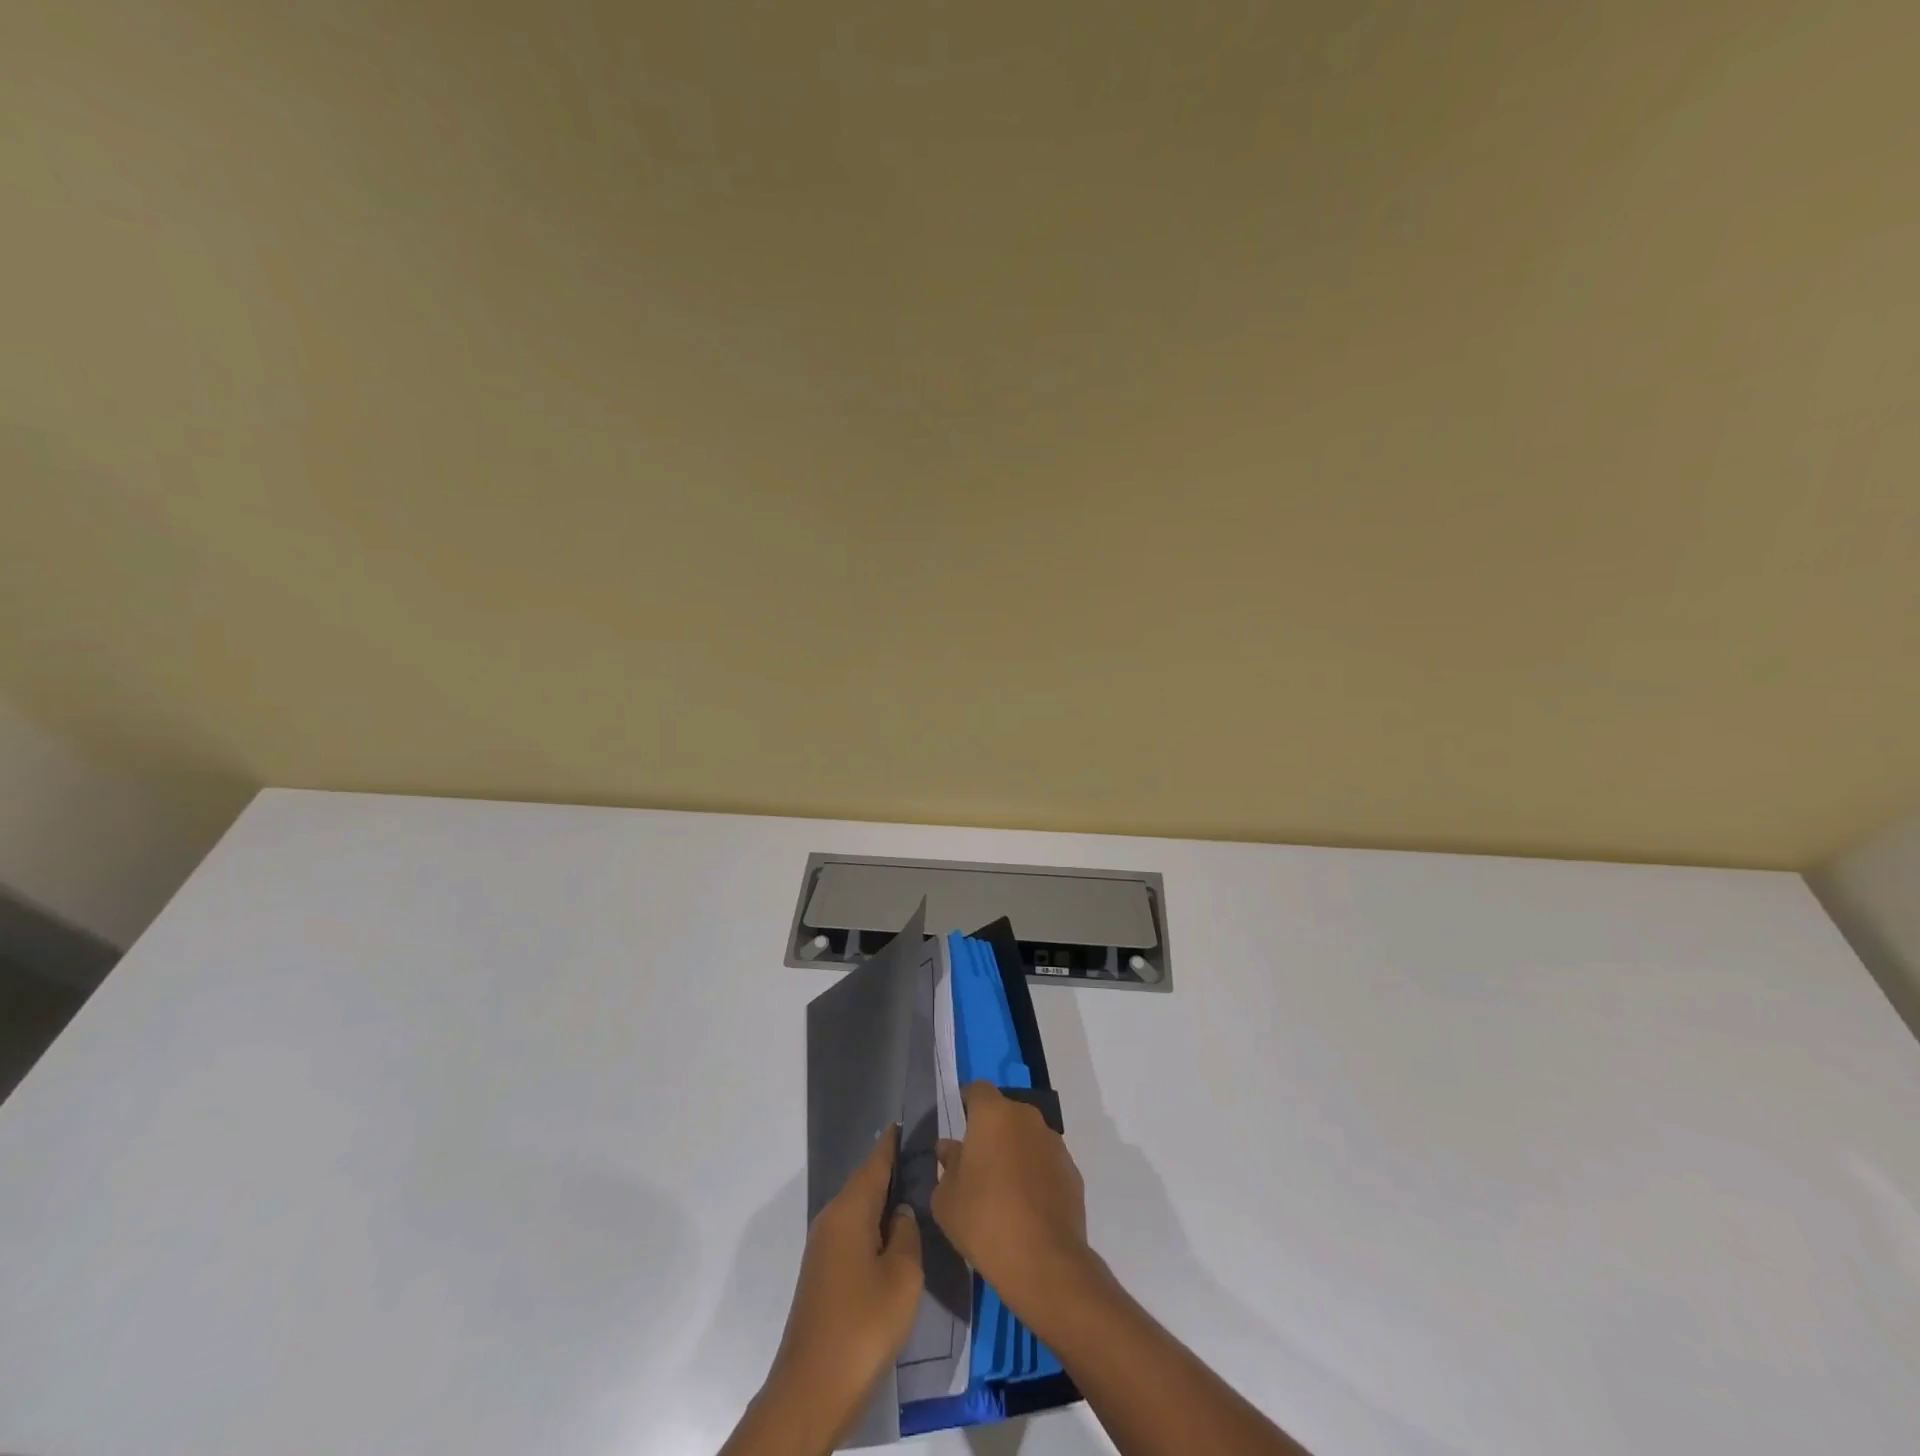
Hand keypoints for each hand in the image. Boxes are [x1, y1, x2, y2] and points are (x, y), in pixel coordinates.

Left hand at [756, 1125, 923, 1449]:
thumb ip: (908, 1234)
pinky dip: (874, 1224)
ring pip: (859, 1208)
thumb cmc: (862, 1326)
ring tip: (917, 1192)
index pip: (875, 1162)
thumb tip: (902, 1214)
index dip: (893, 1142)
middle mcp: (831, 1218)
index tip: (909, 1121)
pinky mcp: (823, 1272)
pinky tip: (894, 1235)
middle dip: (891, 1169)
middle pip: (865, 1182)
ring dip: (883, 1199)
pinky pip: (853, 1231)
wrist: (811, 1390)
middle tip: (925, 1158)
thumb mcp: (902, 1277)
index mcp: (849, 1210)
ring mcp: (823, 1247)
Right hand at [932, 1082, 1095, 1330]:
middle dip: (991, 1132)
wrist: (1044, 1261)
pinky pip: (1045, 1163)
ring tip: (1002, 1191)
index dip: (966, 1104)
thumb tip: (950, 1148)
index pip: (976, 1090)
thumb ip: (947, 1165)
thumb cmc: (984, 1220)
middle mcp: (1026, 1118)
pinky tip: (1026, 1208)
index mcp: (993, 1114)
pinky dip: (1035, 1175)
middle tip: (976, 1165)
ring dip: (1015, 1153)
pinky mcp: (1072, 1171)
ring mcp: (1054, 1143)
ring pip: (1027, 1138)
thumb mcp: (946, 1198)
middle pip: (1004, 1113)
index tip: (958, 1127)